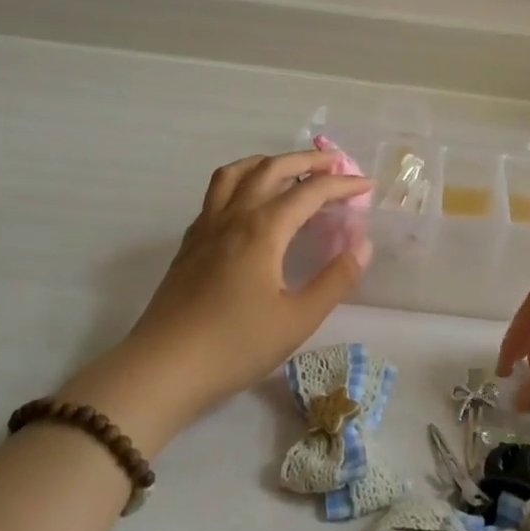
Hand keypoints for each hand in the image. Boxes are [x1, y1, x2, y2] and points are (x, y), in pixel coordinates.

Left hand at [73, 152, 370, 435]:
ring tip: (288, 170)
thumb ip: (335, 280)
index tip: (366, 186)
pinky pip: (216, 194)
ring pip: (235, 174)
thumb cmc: (235, 346)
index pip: (309, 192)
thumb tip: (363, 246)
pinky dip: (241, 183)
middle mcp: (233, 217)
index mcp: (262, 230)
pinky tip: (248, 205)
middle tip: (335, 164)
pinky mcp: (189, 244)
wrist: (162, 369)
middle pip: (271, 169)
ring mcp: (206, 228)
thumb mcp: (297, 320)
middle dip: (306, 161)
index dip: (342, 185)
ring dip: (267, 162)